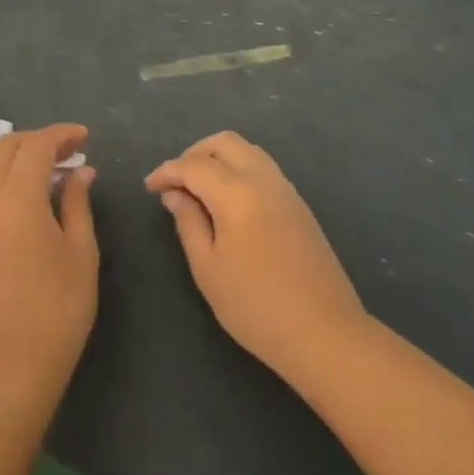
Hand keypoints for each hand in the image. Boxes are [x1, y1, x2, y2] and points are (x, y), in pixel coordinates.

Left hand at [0, 124, 97, 406]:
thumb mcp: (81, 251)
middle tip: (66, 153)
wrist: (8, 366)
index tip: (84, 137)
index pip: (38, 145)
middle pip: (5, 148)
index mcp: (18, 196)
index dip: (62, 134)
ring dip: (12, 161)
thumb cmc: (58, 307)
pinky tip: (12, 209)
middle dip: (36, 141)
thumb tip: (80, 171)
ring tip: (40, 177)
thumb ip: (78, 202)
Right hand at [145, 131, 366, 381]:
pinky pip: (263, 168)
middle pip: (224, 143)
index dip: (167, 171)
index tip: (149, 187)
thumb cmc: (256, 305)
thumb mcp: (208, 269)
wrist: (324, 331)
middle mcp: (263, 178)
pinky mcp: (299, 204)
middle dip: (194, 153)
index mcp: (237, 192)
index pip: (193, 165)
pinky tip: (228, 200)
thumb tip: (174, 193)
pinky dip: (239, 169)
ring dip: (219, 158)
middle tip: (175, 182)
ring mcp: (286, 189)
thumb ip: (188, 222)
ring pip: (248, 150)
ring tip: (199, 189)